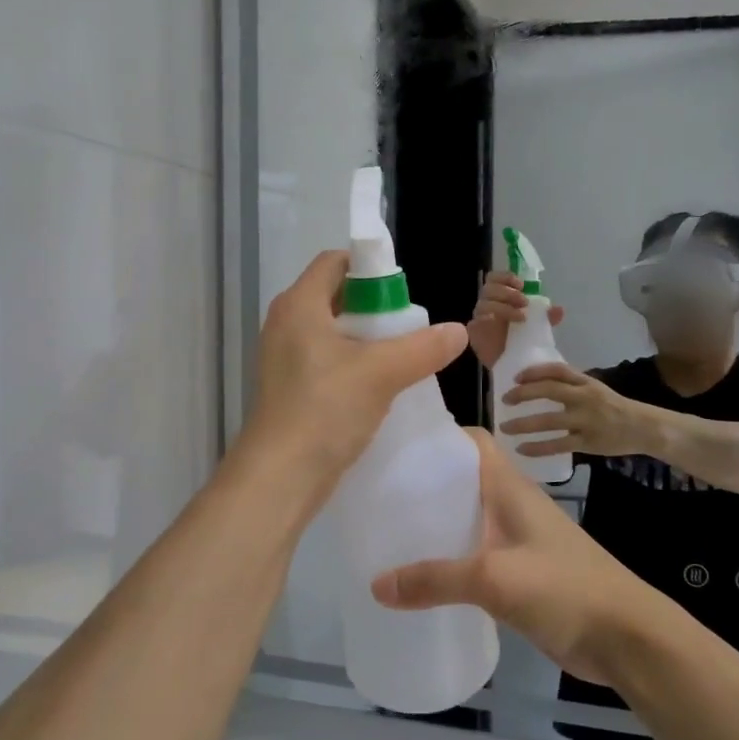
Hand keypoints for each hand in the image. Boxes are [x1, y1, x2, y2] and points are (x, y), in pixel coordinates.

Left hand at [239, 251, 466, 483]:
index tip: (402, 291)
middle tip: (407, 327)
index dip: (370, 268)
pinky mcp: (289, 388)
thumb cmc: (325, 409)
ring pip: (333, 332)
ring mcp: (284, 358)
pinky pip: (326, 361)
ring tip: (400, 357)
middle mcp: (286, 324)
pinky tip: (379, 387)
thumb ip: (423, 348)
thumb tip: (458, 331)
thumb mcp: (382, 373)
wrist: (280, 477)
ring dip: (366, 340)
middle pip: (335, 296)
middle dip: (374, 307)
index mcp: (299, 305)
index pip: (334, 262)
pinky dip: (352, 365)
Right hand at [371, 431, 656, 685]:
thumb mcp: (494, 579)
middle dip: (424, 482)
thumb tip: (377, 584)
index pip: (472, 441)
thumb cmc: (565, 588)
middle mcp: (512, 505)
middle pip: (462, 480)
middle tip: (377, 492)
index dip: (437, 435)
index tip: (394, 445)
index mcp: (510, 488)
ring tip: (388, 530)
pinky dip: (448, 557)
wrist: (627, 637)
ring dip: (434, 522)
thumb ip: (436, 579)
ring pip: (467, 518)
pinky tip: (420, 574)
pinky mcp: (519, 572)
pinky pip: (474, 554)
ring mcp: (517, 539)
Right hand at [467, 271, 564, 369]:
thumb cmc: (524, 342)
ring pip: (484, 303)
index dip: (505, 277)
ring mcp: (479, 318)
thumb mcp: (539, 327)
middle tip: (524, 302)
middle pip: (489, 288)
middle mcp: (488, 304)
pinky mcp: (474, 332)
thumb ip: (546, 317)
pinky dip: (488, 319)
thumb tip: (559, 310)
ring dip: (503, 306)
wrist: (514, 366)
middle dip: (507, 292)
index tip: (521, 285)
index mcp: (500, 298)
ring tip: (521, 317)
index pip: (495, 278)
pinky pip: (476, 321)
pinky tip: (500, 324)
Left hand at [500, 364, 650, 456]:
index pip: (557, 370)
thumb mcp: (595, 388)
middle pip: (549, 391)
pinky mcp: (587, 442)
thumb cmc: (614, 407)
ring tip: (504, 427)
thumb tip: (539, 381)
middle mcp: (584, 398)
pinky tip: (521, 449)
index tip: (516, 377)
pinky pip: (557, 445)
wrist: (643, 427)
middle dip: (523, 394)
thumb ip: (571, 384)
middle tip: (504, 399)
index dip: (534, 371)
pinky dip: (537, 447)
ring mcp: (586, 420)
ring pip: (549, 421)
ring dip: (523, 423)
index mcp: (586, 382)